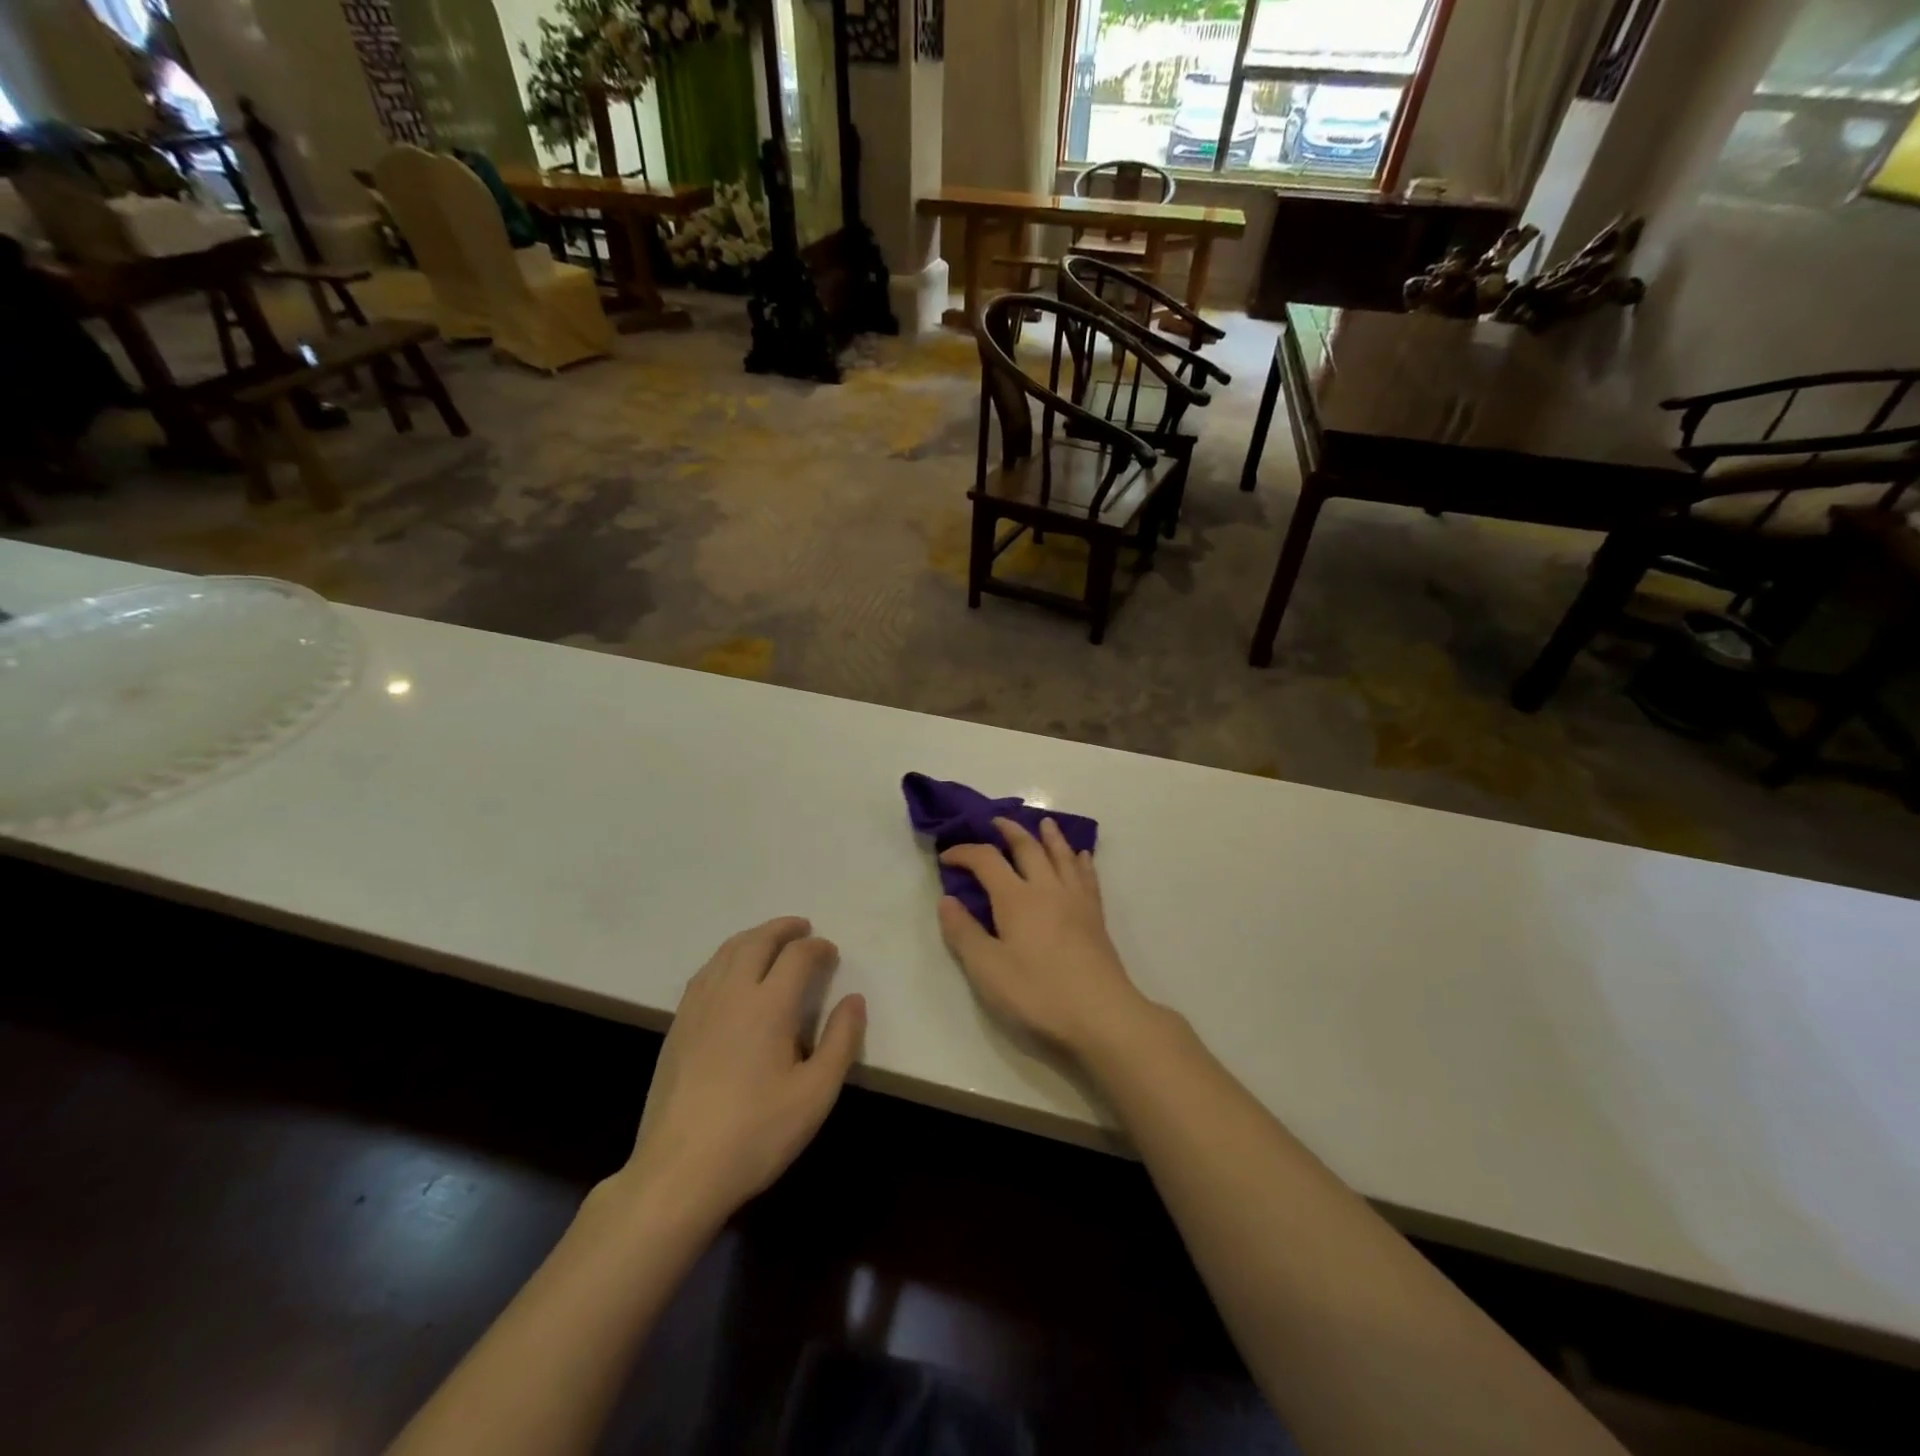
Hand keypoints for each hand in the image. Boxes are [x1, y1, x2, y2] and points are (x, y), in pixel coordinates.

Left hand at [620, 917, 864, 1224]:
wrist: (679, 1172)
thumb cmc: (756, 1133)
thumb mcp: (816, 1094)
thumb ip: (842, 1041)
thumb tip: (854, 1000)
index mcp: (769, 1005)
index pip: (797, 956)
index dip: (818, 948)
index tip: (831, 953)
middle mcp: (731, 993)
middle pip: (757, 941)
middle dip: (783, 929)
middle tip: (803, 928)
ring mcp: (698, 1007)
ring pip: (727, 952)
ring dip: (753, 937)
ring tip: (770, 940)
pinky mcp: (677, 1026)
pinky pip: (705, 972)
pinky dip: (726, 957)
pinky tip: (731, 972)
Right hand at [937, 817, 1152, 1057]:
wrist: (1101, 1014)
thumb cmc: (1038, 993)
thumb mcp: (988, 969)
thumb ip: (964, 933)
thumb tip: (946, 900)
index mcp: (1016, 898)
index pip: (986, 860)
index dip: (964, 852)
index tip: (946, 856)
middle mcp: (1046, 888)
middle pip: (1028, 847)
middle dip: (1009, 831)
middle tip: (996, 822)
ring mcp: (1075, 899)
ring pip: (1062, 855)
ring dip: (1050, 836)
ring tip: (1044, 823)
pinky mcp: (1095, 916)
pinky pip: (1087, 876)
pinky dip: (1081, 860)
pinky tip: (1082, 856)